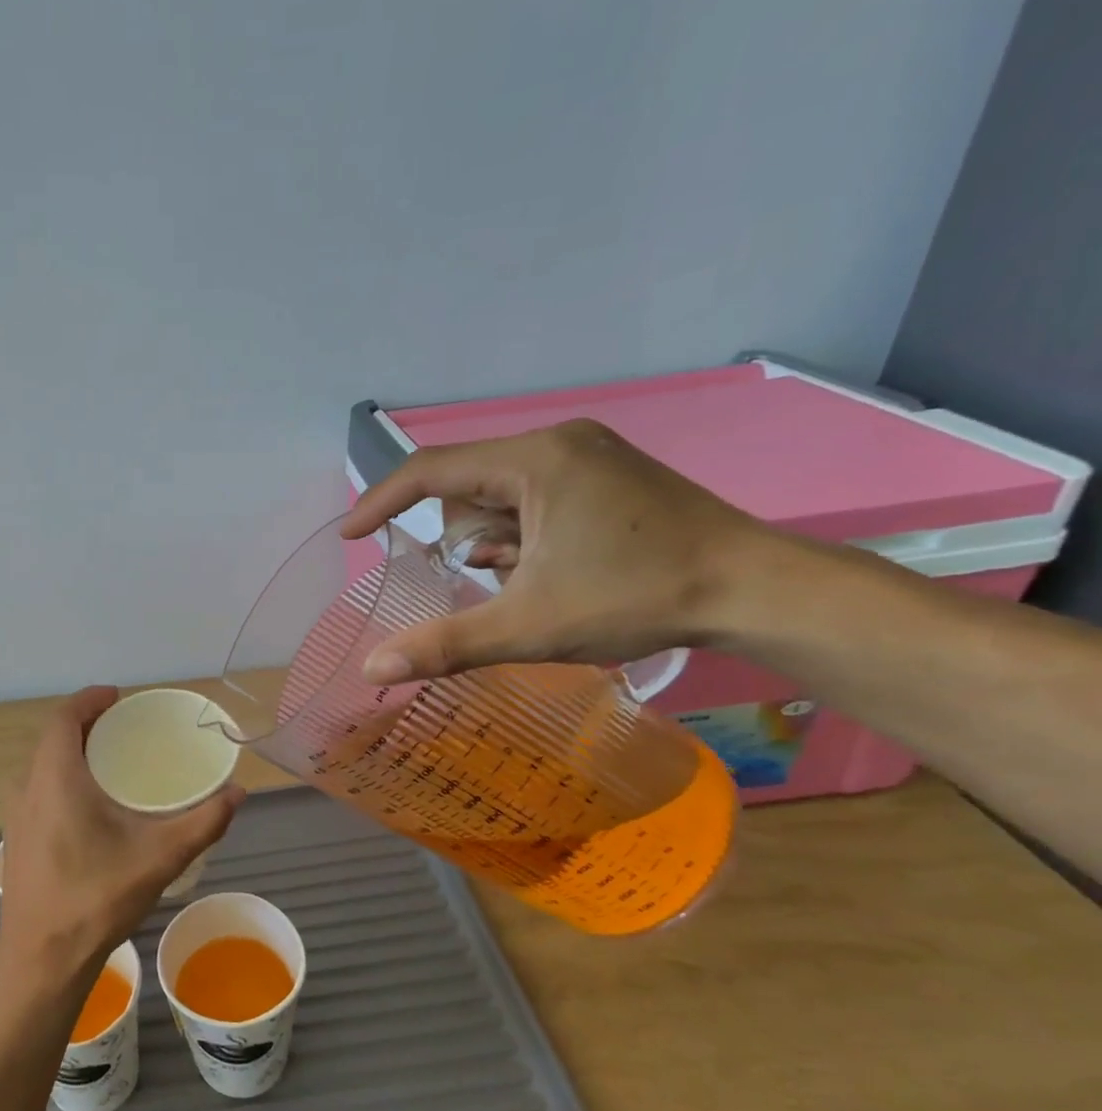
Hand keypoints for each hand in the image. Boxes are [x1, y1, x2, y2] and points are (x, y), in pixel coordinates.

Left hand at [0, 687, 243, 986]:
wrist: (42, 958)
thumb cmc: (97, 897)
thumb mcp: (160, 856)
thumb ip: (204, 822)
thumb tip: (238, 793)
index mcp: (55, 776)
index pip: (64, 716)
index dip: (89, 699)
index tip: (118, 696)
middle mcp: (27, 786)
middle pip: (53, 737)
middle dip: (86, 724)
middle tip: (125, 728)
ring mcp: (16, 814)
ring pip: (43, 764)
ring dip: (72, 752)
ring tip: (112, 761)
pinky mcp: (15, 838)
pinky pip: (38, 788)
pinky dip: (62, 777)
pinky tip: (90, 804)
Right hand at [341, 419, 769, 682]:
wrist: (759, 591)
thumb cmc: (637, 598)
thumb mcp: (529, 626)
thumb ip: (445, 644)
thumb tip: (372, 667)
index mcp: (534, 459)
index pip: (431, 469)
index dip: (381, 501)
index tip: (350, 536)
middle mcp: (559, 443)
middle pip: (469, 487)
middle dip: (467, 540)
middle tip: (498, 582)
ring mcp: (589, 455)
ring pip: (502, 495)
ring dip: (497, 542)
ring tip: (534, 581)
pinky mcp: (608, 476)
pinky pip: (535, 498)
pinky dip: (524, 536)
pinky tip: (552, 569)